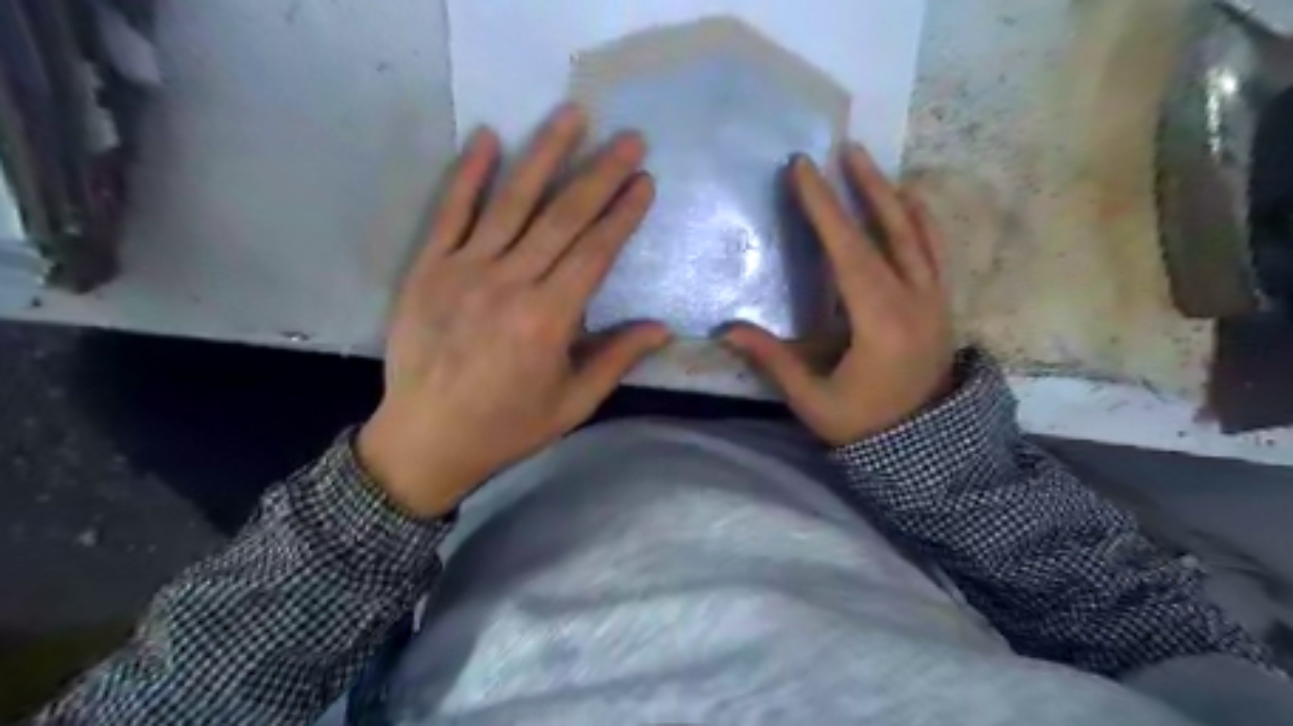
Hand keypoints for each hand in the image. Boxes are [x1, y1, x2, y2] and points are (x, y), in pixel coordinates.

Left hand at [358, 104, 671, 518]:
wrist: (425, 439)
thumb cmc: (506, 426)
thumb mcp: (572, 404)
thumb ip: (616, 360)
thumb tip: (661, 328)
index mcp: (548, 320)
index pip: (595, 252)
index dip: (623, 214)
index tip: (645, 181)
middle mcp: (510, 283)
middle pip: (563, 217)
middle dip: (600, 174)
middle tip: (629, 138)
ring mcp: (464, 270)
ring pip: (512, 202)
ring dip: (545, 155)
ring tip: (572, 116)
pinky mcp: (428, 268)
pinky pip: (450, 212)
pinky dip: (469, 174)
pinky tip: (489, 137)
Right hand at [727, 142, 946, 444]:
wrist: (926, 448)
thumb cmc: (864, 426)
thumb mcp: (814, 400)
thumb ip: (774, 360)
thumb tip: (726, 329)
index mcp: (881, 323)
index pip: (848, 253)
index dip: (823, 209)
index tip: (803, 170)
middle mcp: (914, 301)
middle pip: (889, 231)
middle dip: (862, 187)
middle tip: (843, 150)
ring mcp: (934, 301)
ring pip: (917, 235)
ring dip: (892, 196)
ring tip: (870, 166)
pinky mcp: (941, 306)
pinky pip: (934, 252)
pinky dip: (920, 221)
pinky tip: (909, 204)